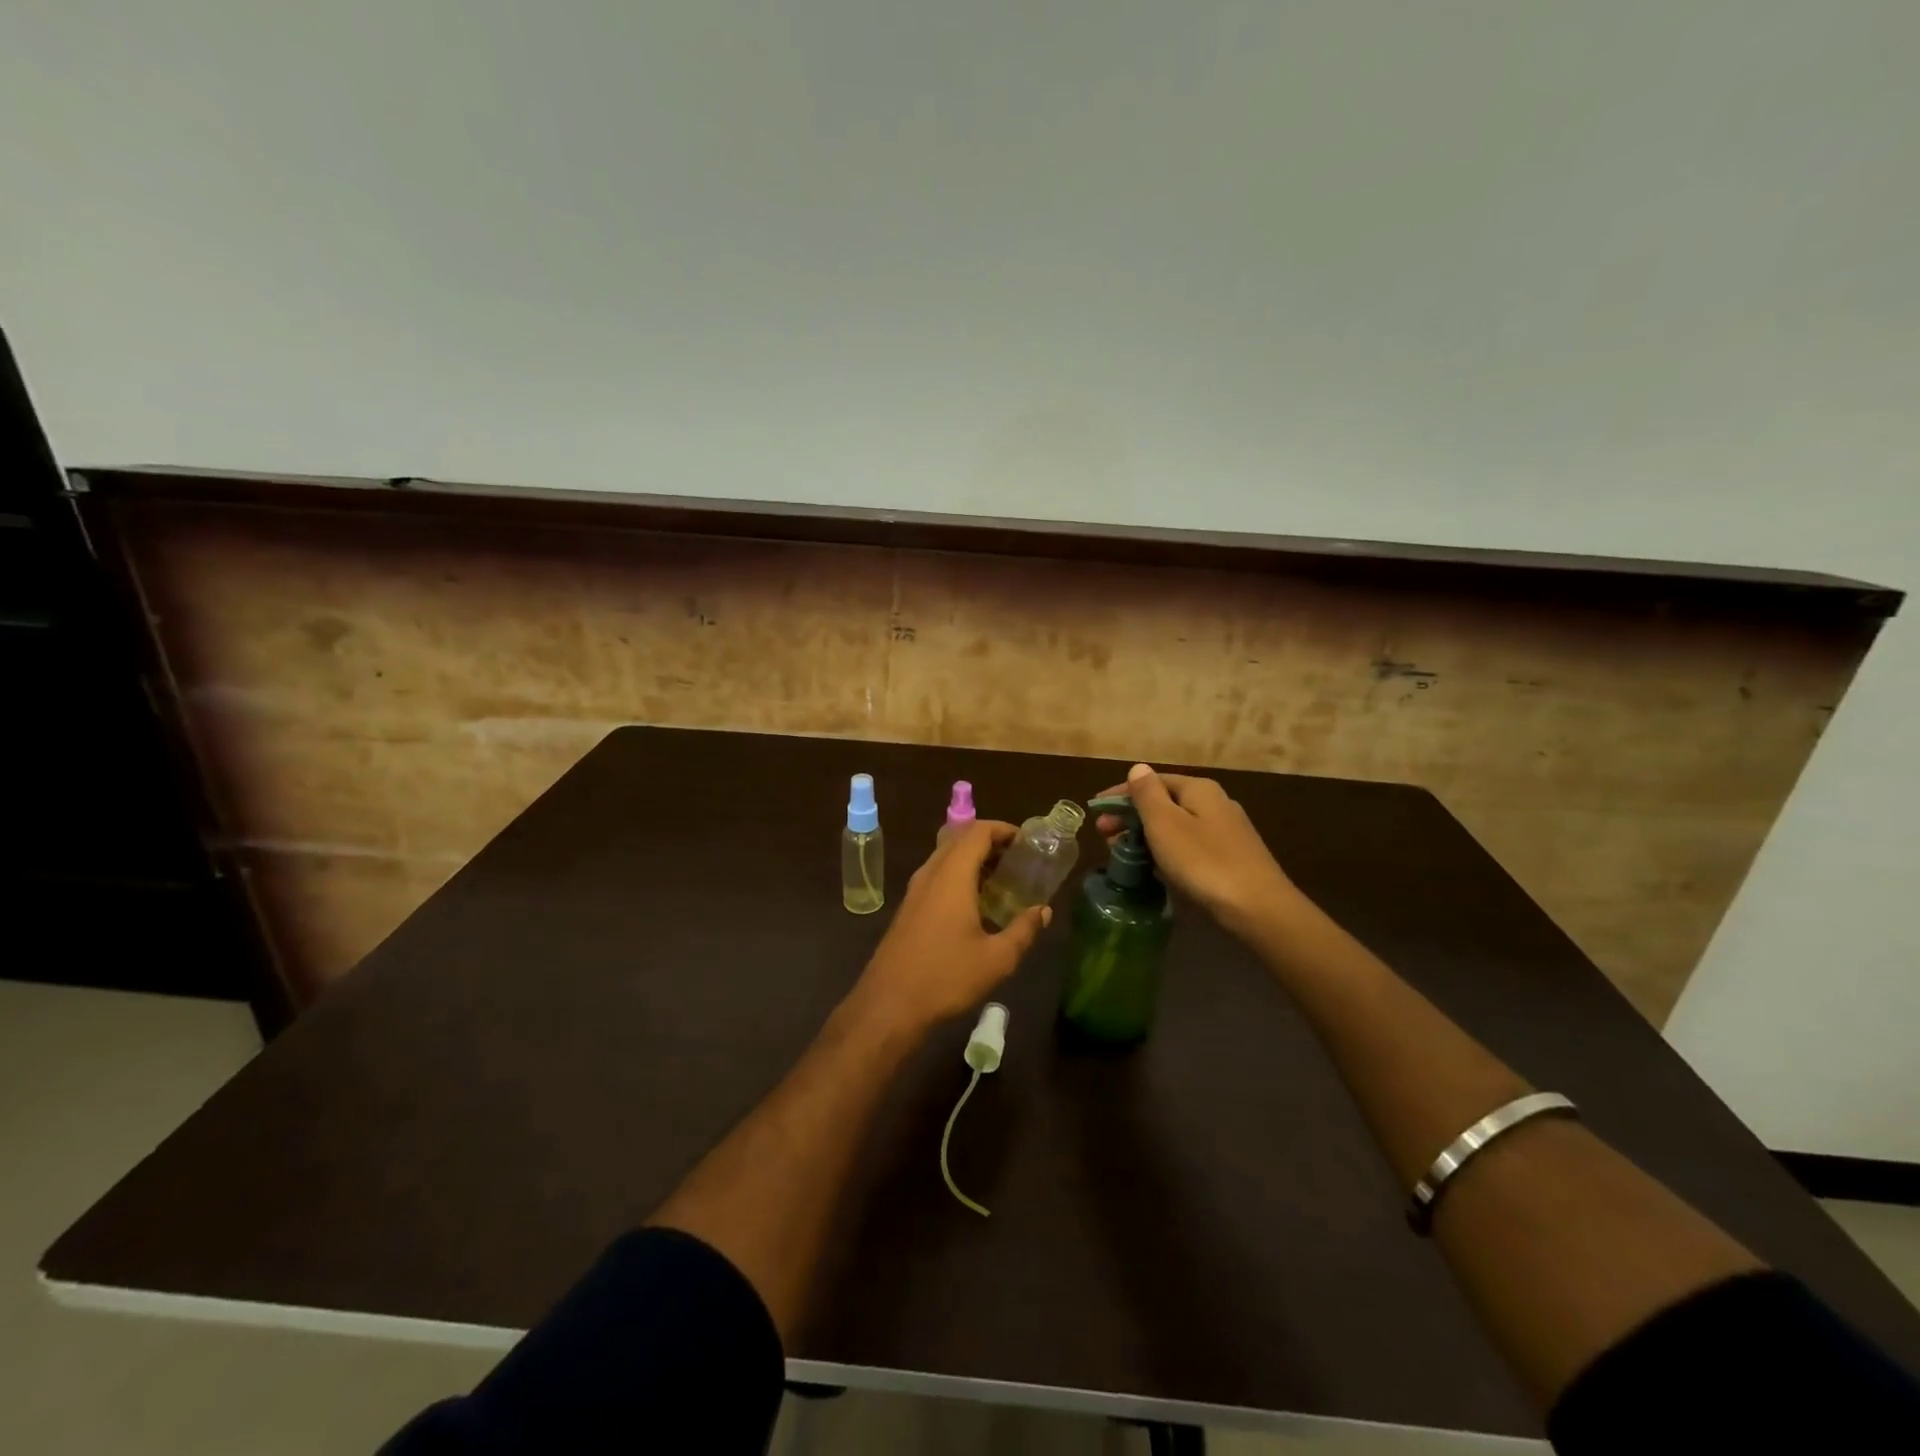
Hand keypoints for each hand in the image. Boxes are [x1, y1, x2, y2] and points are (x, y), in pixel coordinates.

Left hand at [847, 821, 1050, 1032]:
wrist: (889, 1005)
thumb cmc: (946, 977)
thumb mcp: (997, 959)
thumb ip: (1024, 930)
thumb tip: (1044, 910)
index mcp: (952, 875)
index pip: (977, 831)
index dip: (1003, 829)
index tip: (1027, 842)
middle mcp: (931, 873)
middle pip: (960, 838)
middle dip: (990, 842)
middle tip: (1019, 860)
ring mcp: (915, 890)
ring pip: (946, 857)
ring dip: (973, 859)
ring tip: (1002, 879)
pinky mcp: (908, 908)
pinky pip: (937, 875)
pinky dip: (959, 875)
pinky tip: (976, 903)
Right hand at [1094, 763, 1295, 936]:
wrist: (1258, 908)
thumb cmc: (1203, 861)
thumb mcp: (1165, 824)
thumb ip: (1148, 794)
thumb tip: (1138, 769)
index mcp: (1199, 789)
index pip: (1152, 781)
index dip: (1120, 794)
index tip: (1095, 811)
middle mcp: (1215, 803)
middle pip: (1164, 802)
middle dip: (1132, 816)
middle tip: (1105, 836)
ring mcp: (1226, 832)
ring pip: (1176, 826)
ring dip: (1146, 835)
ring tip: (1123, 854)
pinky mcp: (1231, 858)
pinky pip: (1189, 846)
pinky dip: (1166, 851)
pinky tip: (1156, 868)